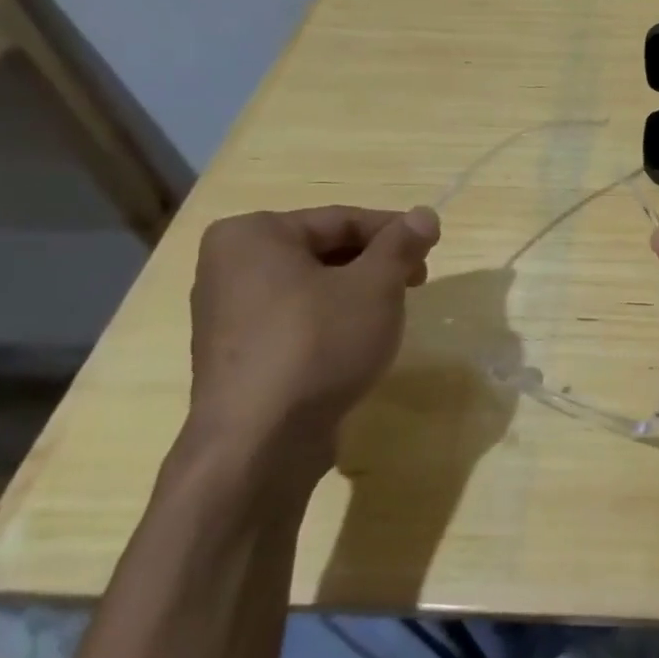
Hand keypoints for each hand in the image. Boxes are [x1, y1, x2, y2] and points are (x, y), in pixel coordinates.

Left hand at [183, 205, 440, 496]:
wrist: (260, 443)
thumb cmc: (318, 344)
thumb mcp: (375, 286)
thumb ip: (401, 245)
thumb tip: (425, 214)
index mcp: (253, 235)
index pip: (341, 219)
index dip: (394, 231)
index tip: (432, 247)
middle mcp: (229, 266)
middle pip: (323, 251)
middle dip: (375, 264)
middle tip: (417, 282)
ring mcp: (226, 314)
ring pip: (311, 287)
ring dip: (356, 294)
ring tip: (391, 315)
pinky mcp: (237, 355)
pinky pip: (294, 321)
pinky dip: (330, 322)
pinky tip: (356, 345)